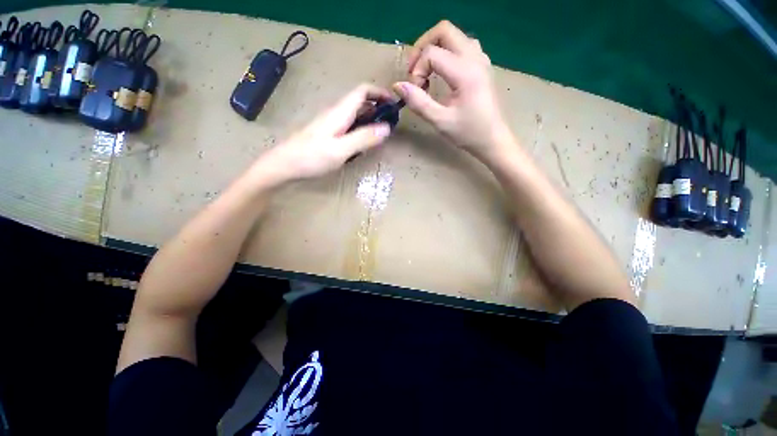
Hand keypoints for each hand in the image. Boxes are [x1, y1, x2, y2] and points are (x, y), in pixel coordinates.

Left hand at [254, 84, 392, 183]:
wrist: (283, 165)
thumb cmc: (311, 157)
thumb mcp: (341, 150)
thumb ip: (363, 138)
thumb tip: (387, 128)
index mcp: (340, 112)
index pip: (362, 91)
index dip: (380, 93)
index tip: (394, 104)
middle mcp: (336, 113)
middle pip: (360, 102)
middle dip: (378, 108)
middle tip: (391, 124)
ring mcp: (331, 124)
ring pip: (355, 115)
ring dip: (370, 120)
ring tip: (381, 135)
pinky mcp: (328, 134)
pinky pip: (349, 126)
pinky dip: (361, 130)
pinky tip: (363, 144)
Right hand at [393, 20, 512, 160]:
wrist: (493, 140)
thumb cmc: (468, 133)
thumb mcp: (440, 121)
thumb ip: (418, 102)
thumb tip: (398, 86)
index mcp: (465, 72)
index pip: (431, 54)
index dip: (417, 70)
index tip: (416, 92)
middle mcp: (475, 58)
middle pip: (444, 31)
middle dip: (423, 47)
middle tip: (414, 71)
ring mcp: (481, 59)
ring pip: (454, 35)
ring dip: (435, 47)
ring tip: (426, 72)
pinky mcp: (482, 65)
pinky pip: (463, 45)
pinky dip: (447, 52)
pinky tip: (443, 73)